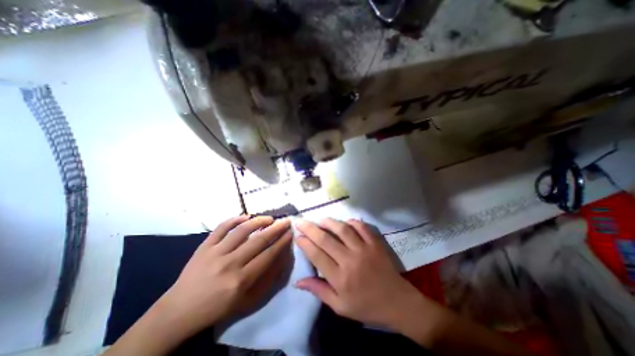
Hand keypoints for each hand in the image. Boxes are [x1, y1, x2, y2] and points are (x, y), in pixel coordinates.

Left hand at [158, 215, 291, 333]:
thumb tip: (280, 258)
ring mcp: (215, 253)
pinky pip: (221, 227)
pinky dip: (235, 219)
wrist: (179, 311)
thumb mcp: (246, 301)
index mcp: (241, 280)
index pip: (268, 255)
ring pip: (241, 230)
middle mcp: (230, 264)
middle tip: (286, 221)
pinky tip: (246, 216)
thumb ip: (266, 280)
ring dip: (258, 221)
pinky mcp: (204, 246)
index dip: (282, 242)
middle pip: (258, 240)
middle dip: (276, 228)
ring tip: (269, 218)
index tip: (290, 233)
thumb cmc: (217, 308)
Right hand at [293, 219, 422, 331]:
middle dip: (310, 228)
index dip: (305, 243)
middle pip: (325, 239)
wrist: (398, 303)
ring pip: (342, 229)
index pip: (317, 255)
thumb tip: (298, 281)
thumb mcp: (340, 307)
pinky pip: (362, 227)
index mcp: (340, 278)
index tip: (297, 235)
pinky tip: (345, 222)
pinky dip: (352, 222)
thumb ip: (319, 291)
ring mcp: (364, 249)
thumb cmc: (367, 307)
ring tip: (320, 219)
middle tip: (300, 221)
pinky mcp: (375, 243)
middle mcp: (350, 260)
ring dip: (329, 222)